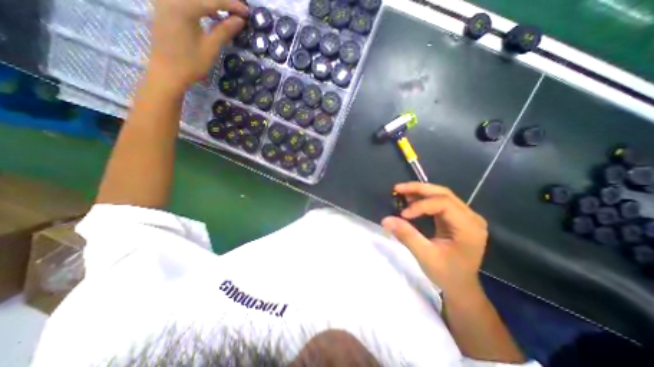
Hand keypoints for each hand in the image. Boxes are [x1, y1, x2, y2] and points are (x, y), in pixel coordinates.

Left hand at [149, 0, 249, 89]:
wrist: (168, 72)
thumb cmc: (191, 63)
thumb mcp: (211, 47)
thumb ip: (225, 30)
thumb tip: (240, 20)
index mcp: (184, 7)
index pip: (213, 1)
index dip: (232, 5)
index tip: (247, 12)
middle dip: (222, 1)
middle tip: (238, 11)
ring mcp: (165, 1)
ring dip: (211, 3)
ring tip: (227, 12)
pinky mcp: (164, 6)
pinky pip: (185, 1)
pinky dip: (199, 5)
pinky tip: (210, 12)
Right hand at [382, 181, 487, 296]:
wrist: (461, 287)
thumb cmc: (447, 274)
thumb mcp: (425, 256)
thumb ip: (407, 235)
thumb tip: (386, 219)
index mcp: (469, 228)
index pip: (444, 204)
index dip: (421, 205)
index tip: (402, 215)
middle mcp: (471, 217)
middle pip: (443, 193)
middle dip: (419, 189)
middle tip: (397, 188)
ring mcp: (465, 216)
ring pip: (441, 195)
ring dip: (420, 191)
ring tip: (401, 192)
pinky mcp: (457, 218)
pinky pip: (439, 202)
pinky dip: (423, 199)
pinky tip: (411, 200)